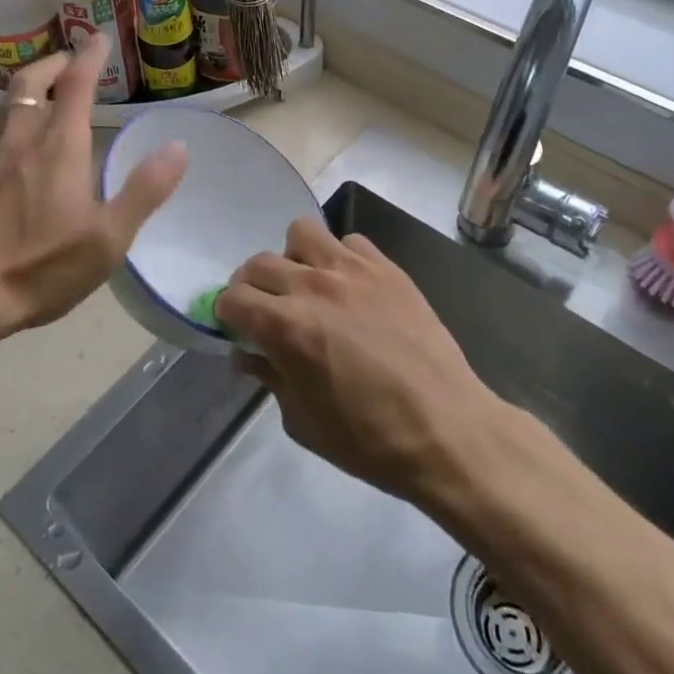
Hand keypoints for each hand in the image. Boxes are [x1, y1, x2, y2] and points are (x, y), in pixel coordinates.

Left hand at [0, 35, 187, 345]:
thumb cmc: (41, 267)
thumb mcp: (108, 238)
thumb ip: (144, 190)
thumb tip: (177, 146)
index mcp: (58, 149)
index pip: (76, 85)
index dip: (90, 57)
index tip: (98, 38)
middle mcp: (20, 143)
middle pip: (30, 84)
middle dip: (52, 64)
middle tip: (69, 61)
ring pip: (7, 109)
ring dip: (29, 92)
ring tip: (46, 98)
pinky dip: (12, 127)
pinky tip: (18, 155)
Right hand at [217, 218, 501, 507]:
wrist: (446, 430)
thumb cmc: (368, 439)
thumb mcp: (302, 421)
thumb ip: (268, 377)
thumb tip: (247, 353)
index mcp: (285, 327)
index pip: (232, 298)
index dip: (226, 314)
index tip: (236, 328)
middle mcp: (312, 286)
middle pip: (259, 263)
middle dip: (251, 286)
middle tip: (265, 309)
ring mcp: (352, 270)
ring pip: (302, 233)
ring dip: (294, 258)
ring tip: (307, 286)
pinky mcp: (387, 268)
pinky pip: (350, 242)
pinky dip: (340, 258)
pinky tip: (351, 287)